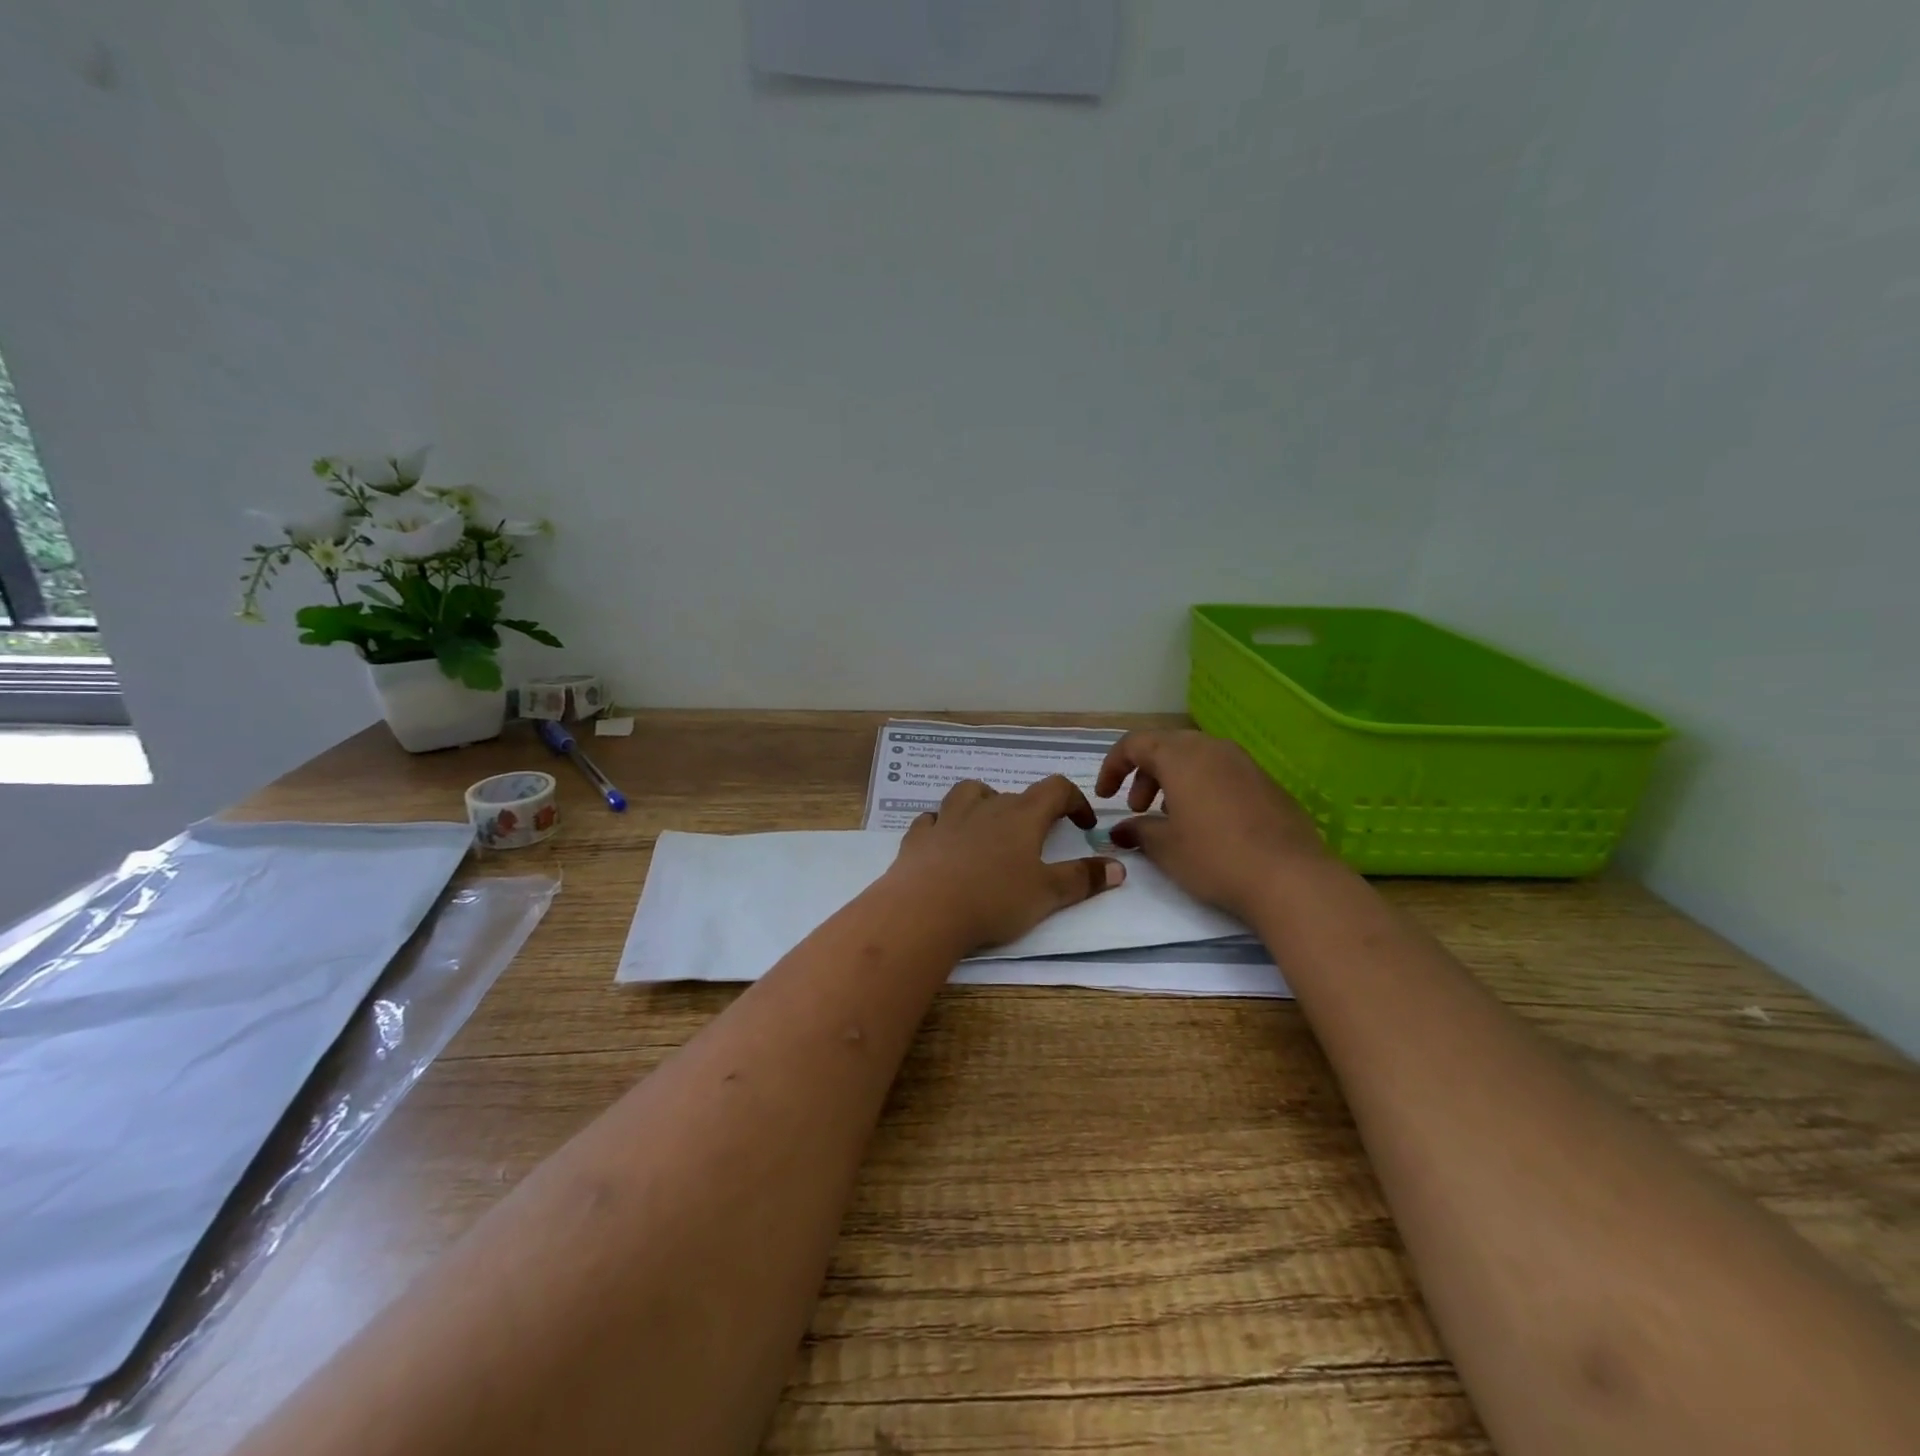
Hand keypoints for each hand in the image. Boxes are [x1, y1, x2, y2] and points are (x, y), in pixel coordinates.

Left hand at [885, 776, 1124, 952]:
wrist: (926, 909)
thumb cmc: (994, 899)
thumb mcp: (1047, 894)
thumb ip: (1083, 879)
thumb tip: (1118, 866)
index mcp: (1022, 816)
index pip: (1055, 789)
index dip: (1074, 801)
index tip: (1083, 824)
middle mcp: (985, 807)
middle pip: (1013, 795)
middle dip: (1029, 813)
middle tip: (1036, 843)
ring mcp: (947, 818)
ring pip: (968, 794)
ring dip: (982, 803)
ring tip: (988, 828)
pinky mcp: (919, 836)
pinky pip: (932, 819)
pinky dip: (943, 825)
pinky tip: (945, 843)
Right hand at [1094, 730, 1328, 918]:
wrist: (1291, 877)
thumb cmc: (1215, 857)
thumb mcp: (1165, 848)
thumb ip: (1138, 832)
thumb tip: (1122, 830)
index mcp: (1180, 756)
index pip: (1134, 744)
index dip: (1113, 767)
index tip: (1105, 796)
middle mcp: (1212, 748)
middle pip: (1166, 746)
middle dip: (1144, 773)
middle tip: (1137, 808)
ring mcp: (1244, 762)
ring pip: (1196, 757)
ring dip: (1173, 780)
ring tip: (1170, 817)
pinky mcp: (1266, 782)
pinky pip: (1222, 772)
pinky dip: (1202, 787)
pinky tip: (1206, 824)